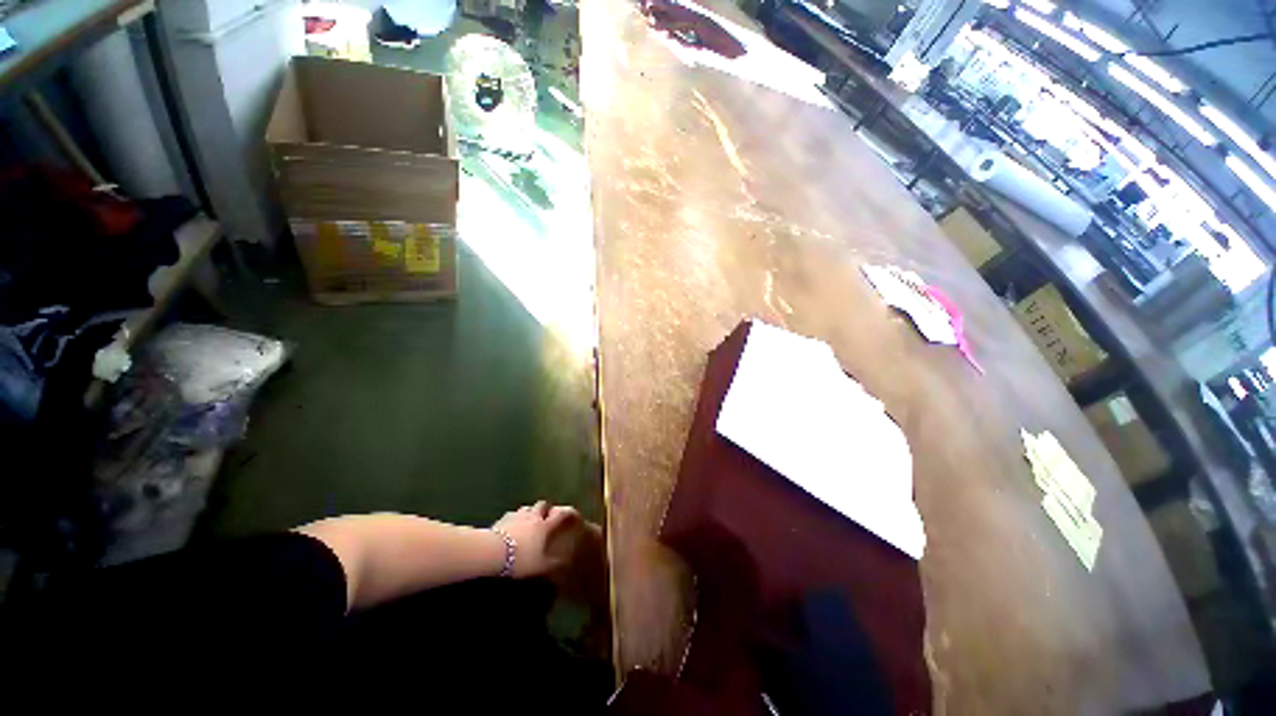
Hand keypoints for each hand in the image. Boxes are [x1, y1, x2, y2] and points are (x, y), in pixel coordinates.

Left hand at [492, 501, 581, 577]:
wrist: (493, 551)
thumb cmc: (521, 558)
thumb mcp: (539, 566)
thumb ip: (553, 563)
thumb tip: (565, 562)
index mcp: (544, 526)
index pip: (559, 515)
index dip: (567, 512)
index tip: (572, 513)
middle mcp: (533, 517)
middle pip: (542, 505)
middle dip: (545, 508)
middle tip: (546, 515)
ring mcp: (517, 516)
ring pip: (526, 507)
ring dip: (529, 511)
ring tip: (528, 519)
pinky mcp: (503, 519)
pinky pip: (511, 514)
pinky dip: (514, 517)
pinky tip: (511, 525)